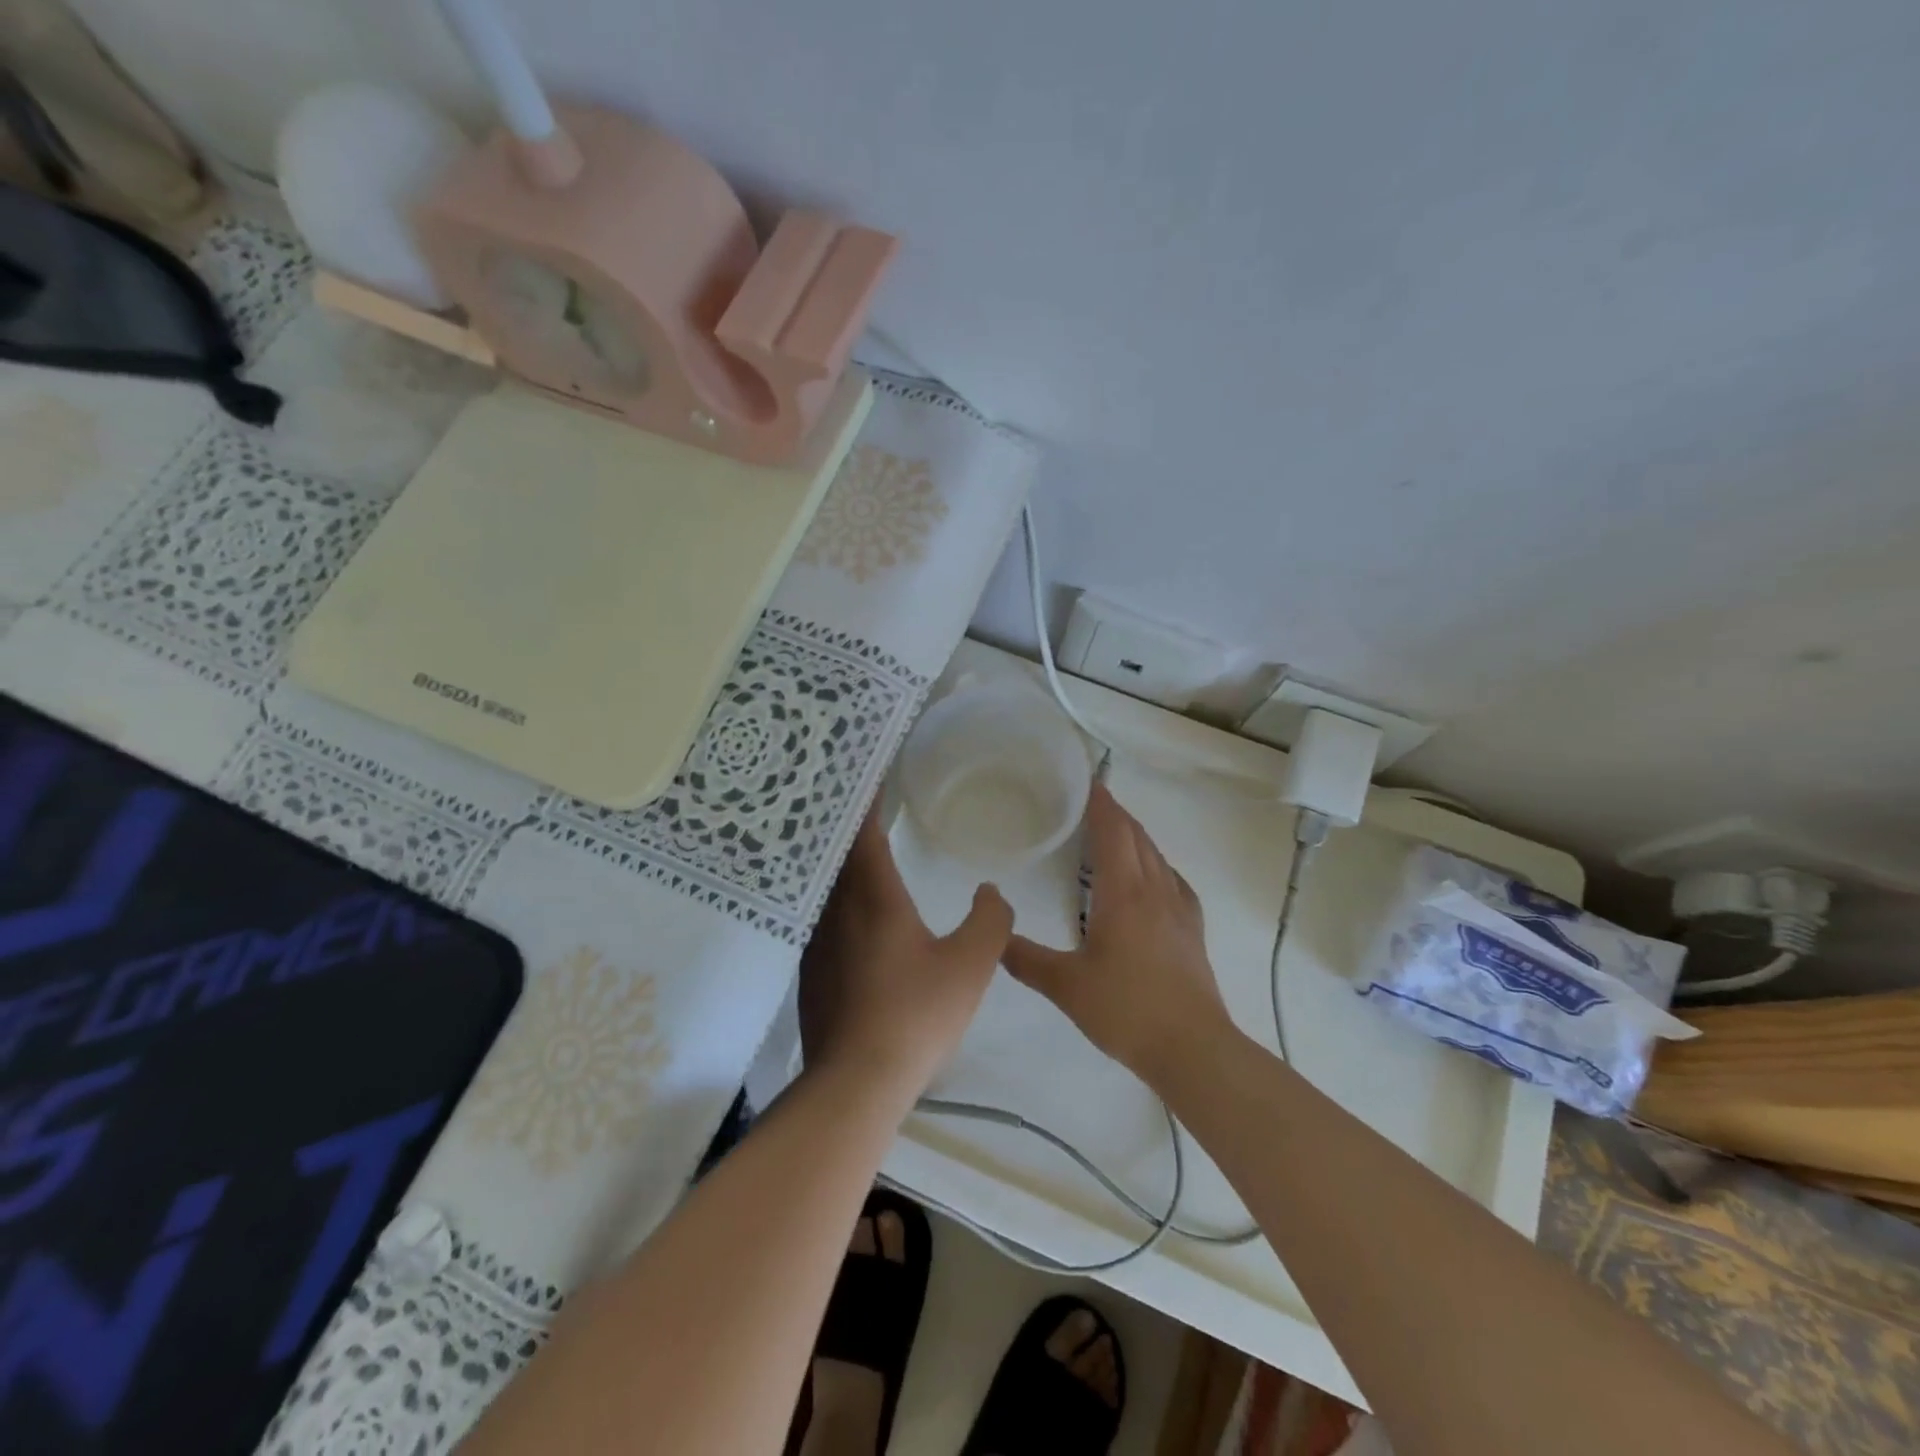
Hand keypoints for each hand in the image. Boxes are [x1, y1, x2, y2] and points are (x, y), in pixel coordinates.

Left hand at [799, 811, 1012, 1095]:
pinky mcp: (810, 971)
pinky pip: (820, 918)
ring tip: (858, 851)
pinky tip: (849, 915)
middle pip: (838, 855)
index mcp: (874, 898)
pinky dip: (833, 900)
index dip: (867, 803)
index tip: (871, 777)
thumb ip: (989, 921)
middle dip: (850, 826)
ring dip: (839, 864)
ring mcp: (817, 942)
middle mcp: (837, 910)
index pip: (864, 834)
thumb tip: (989, 892)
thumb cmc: (916, 1014)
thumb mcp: (971, 965)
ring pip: (826, 888)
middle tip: (865, 805)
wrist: (857, 1081)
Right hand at [1003, 783, 1232, 1083]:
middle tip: (1091, 801)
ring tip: (1115, 832)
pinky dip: (1158, 864)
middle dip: (1116, 814)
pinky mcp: (1193, 929)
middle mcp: (1154, 890)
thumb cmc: (1126, 1010)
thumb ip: (1026, 960)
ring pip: (1157, 856)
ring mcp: (1179, 909)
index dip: (1101, 803)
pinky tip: (1153, 877)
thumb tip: (994, 936)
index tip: (1088, 781)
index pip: (1113, 832)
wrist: (1193, 1048)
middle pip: (1137, 837)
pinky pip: (1174, 880)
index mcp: (1123, 893)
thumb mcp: (1066, 986)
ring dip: (1136, 836)